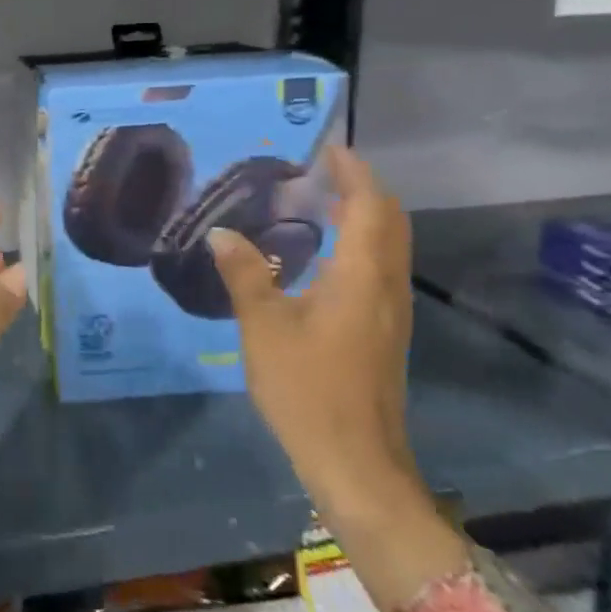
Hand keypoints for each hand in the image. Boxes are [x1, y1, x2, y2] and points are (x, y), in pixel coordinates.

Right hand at [209, 146, 466, 611]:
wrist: (355, 463)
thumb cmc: (308, 389)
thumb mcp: (264, 327)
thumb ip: (245, 274)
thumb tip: (221, 233)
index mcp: (361, 277)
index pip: (370, 206)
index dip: (353, 173)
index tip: (328, 148)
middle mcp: (385, 287)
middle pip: (389, 222)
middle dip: (361, 189)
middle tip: (320, 172)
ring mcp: (389, 313)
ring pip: (387, 246)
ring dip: (362, 216)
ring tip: (316, 202)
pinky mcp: (382, 333)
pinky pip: (377, 269)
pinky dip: (357, 244)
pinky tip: (319, 256)